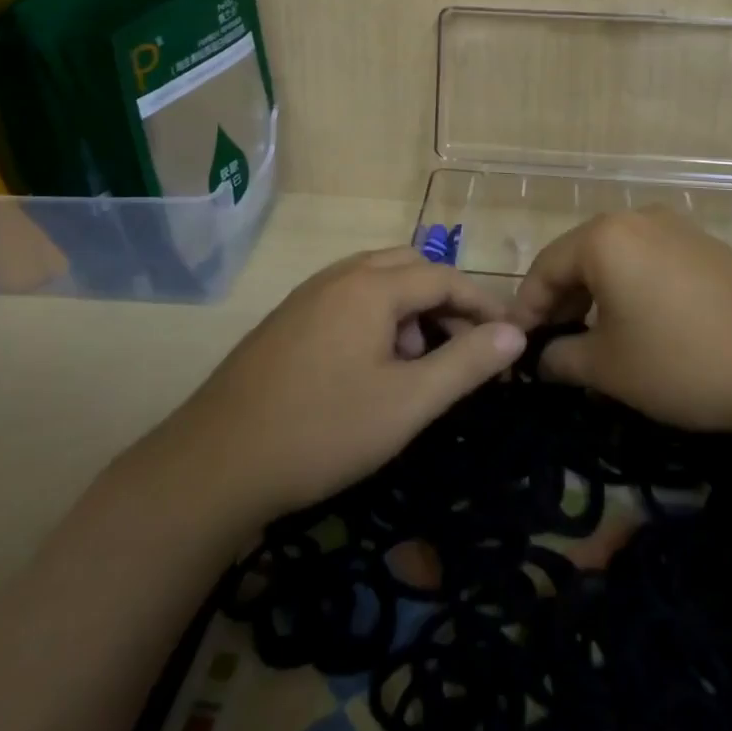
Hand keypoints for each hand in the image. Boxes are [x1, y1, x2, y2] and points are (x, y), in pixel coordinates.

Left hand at [162, 248, 524, 523]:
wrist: (216, 462)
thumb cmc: (323, 430)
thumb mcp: (407, 403)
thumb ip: (465, 364)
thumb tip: (515, 333)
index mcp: (371, 286)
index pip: (443, 277)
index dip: (482, 304)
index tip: (509, 339)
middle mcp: (339, 276)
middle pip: (409, 267)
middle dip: (444, 301)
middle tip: (462, 349)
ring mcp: (307, 295)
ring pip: (376, 281)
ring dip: (408, 309)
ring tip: (415, 364)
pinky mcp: (287, 319)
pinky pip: (347, 298)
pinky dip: (375, 317)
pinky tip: (370, 368)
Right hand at [511, 209, 731, 434]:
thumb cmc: (684, 361)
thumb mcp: (610, 368)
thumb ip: (563, 359)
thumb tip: (543, 359)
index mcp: (604, 238)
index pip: (544, 269)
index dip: (526, 310)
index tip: (516, 346)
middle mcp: (636, 220)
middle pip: (579, 258)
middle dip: (561, 303)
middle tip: (553, 347)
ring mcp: (677, 229)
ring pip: (616, 259)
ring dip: (595, 297)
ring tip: (594, 340)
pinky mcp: (707, 247)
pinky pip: (650, 262)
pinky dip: (631, 290)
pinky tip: (641, 327)